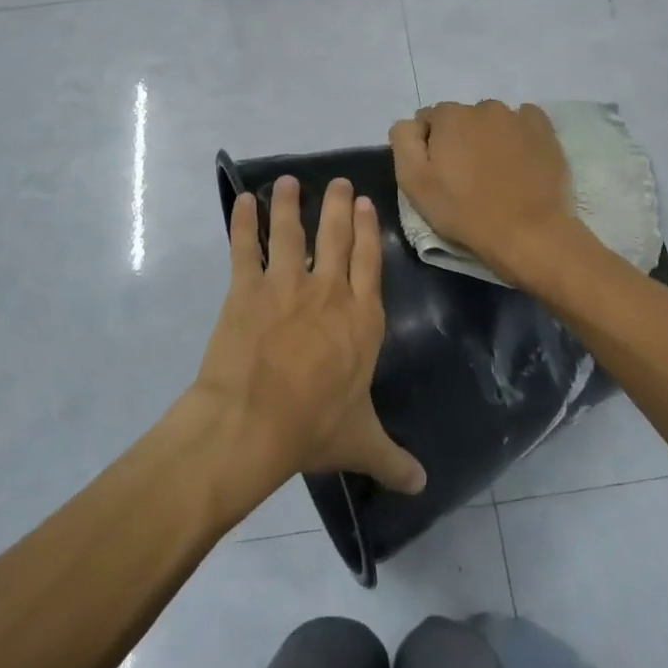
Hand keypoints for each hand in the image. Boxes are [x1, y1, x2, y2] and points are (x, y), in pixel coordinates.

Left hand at [195, 176, 426, 494]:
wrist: (253, 422)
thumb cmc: (314, 428)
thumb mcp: (361, 443)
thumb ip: (393, 460)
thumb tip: (423, 487)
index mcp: (362, 319)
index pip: (370, 263)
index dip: (368, 231)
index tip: (365, 203)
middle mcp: (328, 292)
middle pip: (336, 237)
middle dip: (338, 206)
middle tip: (337, 181)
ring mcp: (285, 286)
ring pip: (292, 233)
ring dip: (291, 204)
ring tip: (290, 181)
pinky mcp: (245, 289)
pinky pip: (244, 248)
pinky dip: (243, 222)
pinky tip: (243, 200)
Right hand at [390, 100, 581, 284]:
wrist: (528, 232)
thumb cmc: (464, 211)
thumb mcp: (413, 182)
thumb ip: (404, 141)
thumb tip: (411, 124)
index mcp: (449, 116)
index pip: (427, 121)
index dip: (428, 147)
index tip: (438, 175)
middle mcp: (483, 106)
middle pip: (461, 119)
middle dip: (459, 140)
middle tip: (466, 178)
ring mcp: (518, 116)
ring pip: (491, 122)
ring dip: (488, 139)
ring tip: (495, 173)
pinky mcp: (545, 130)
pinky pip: (523, 123)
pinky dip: (517, 136)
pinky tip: (519, 161)